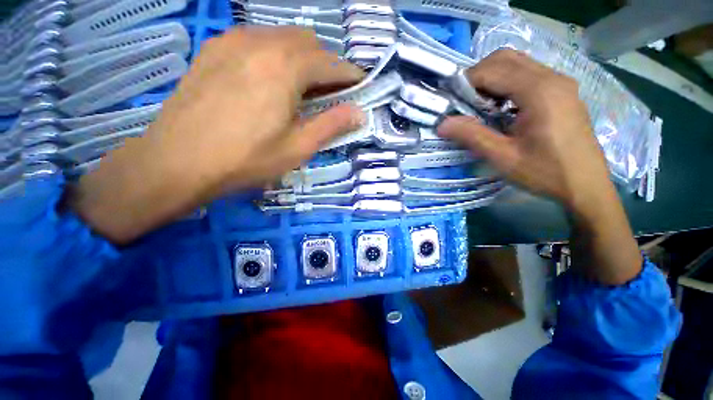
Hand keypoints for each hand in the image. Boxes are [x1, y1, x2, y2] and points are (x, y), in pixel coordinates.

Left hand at [69, 27, 365, 243]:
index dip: (350, 75)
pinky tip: (268, 80)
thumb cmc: (246, 159)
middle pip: (309, 43)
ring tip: (300, 89)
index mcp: (285, 68)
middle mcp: (261, 42)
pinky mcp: (214, 48)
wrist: (177, 161)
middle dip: (326, 66)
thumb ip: (331, 125)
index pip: (331, 64)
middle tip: (328, 94)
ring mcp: (233, 41)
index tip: (360, 87)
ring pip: (283, 37)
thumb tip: (360, 113)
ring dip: (301, 59)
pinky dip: (275, 54)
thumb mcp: (298, 147)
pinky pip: (256, 40)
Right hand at [438, 49, 610, 214]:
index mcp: (539, 92)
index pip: (493, 70)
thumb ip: (472, 136)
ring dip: (491, 78)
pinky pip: (528, 74)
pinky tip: (500, 107)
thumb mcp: (503, 157)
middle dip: (477, 75)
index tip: (450, 101)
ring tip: (479, 106)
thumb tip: (442, 124)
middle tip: (463, 102)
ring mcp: (560, 82)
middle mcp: (552, 78)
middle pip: (505, 58)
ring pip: (517, 63)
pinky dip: (506, 83)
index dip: (466, 81)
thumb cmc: (545, 173)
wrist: (585, 185)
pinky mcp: (561, 91)